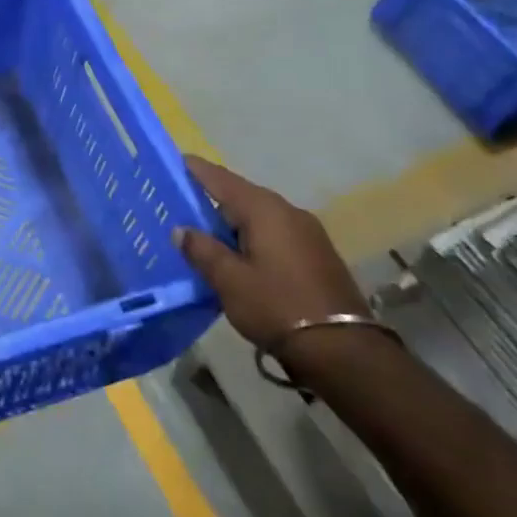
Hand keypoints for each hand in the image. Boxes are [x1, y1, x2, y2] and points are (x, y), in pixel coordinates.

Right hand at [175, 156, 369, 353]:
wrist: (345, 353)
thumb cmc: (278, 307)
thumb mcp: (229, 280)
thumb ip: (201, 249)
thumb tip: (181, 230)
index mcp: (264, 209)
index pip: (220, 178)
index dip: (193, 169)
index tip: (170, 163)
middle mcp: (288, 211)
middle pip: (239, 195)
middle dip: (209, 200)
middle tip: (177, 206)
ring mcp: (307, 233)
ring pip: (257, 217)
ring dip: (230, 223)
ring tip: (202, 234)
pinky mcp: (317, 255)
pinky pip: (273, 234)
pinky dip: (250, 237)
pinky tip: (236, 256)